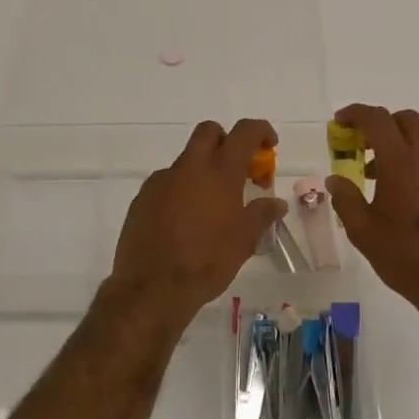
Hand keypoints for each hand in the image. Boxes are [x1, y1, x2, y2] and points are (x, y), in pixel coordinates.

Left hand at [106, 118, 286, 328]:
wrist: (153, 288)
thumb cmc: (207, 261)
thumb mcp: (244, 241)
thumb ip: (262, 215)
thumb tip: (276, 203)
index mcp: (220, 172)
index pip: (245, 132)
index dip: (260, 130)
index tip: (268, 145)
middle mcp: (190, 167)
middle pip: (209, 131)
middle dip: (226, 140)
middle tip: (236, 168)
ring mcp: (162, 180)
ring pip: (186, 160)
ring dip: (201, 171)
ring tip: (209, 207)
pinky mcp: (142, 197)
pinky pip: (166, 183)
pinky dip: (179, 191)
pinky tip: (182, 221)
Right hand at [324, 105, 418, 315]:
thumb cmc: (406, 257)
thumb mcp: (363, 231)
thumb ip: (346, 198)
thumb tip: (335, 179)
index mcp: (401, 161)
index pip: (377, 119)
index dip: (356, 113)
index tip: (341, 122)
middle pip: (406, 119)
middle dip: (382, 123)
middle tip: (363, 145)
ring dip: (401, 143)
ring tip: (381, 174)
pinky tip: (409, 192)